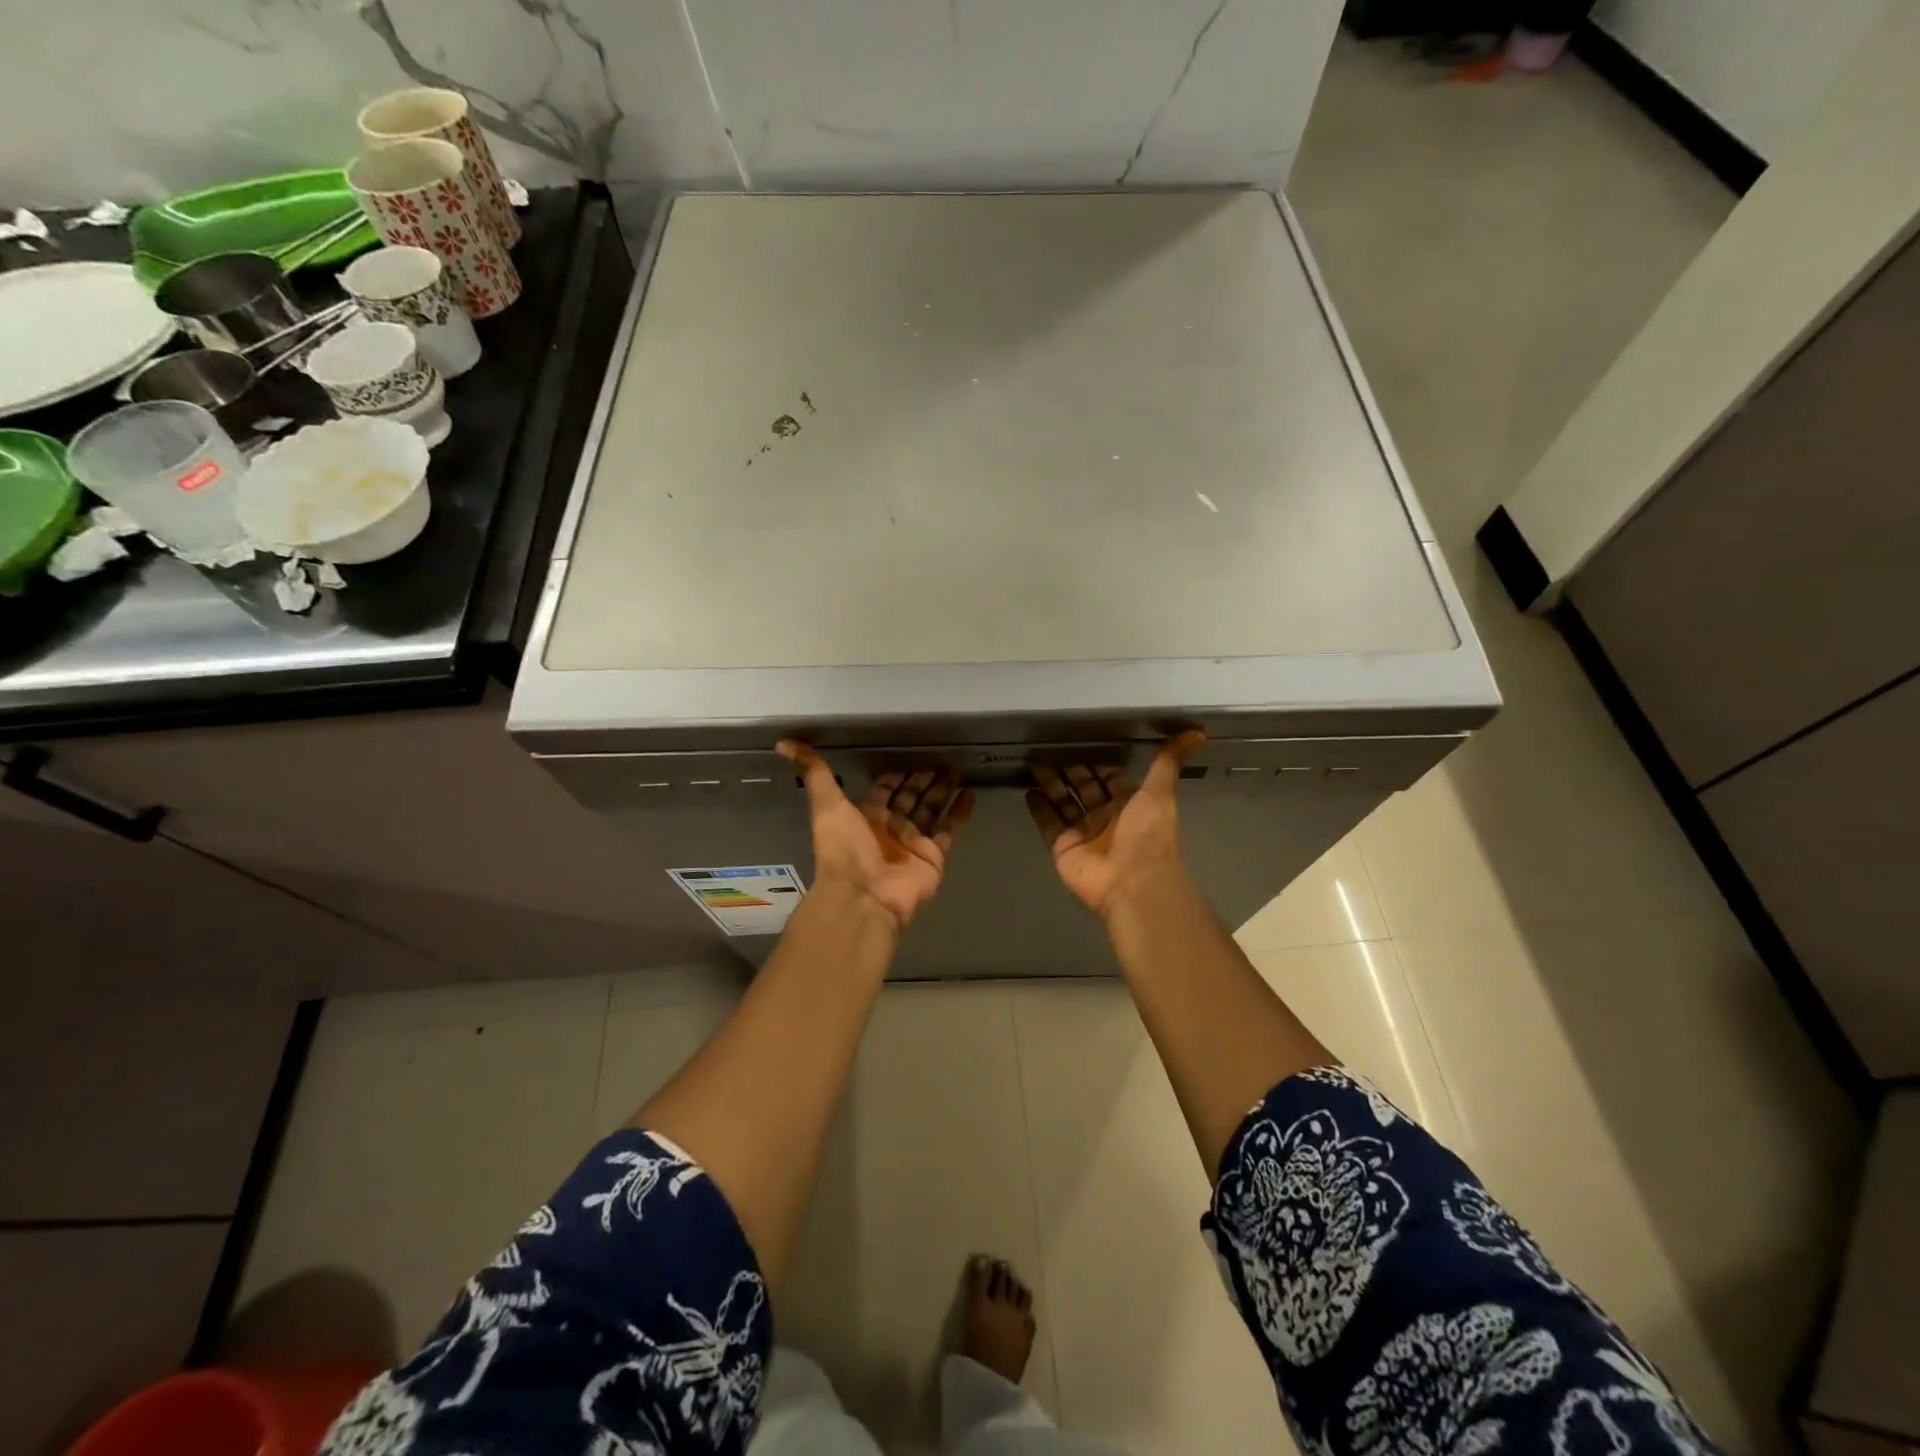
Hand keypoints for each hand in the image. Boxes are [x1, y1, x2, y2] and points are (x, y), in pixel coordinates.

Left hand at [778, 741, 975, 933]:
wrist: (864, 896)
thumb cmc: (844, 849)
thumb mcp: (826, 805)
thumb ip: (814, 773)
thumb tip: (784, 743)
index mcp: (865, 815)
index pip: (884, 788)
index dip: (896, 773)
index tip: (910, 754)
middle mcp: (890, 826)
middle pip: (910, 796)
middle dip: (924, 778)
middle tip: (941, 758)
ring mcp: (913, 842)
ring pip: (931, 809)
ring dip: (943, 790)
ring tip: (958, 769)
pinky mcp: (933, 855)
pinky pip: (949, 829)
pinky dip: (959, 812)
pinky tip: (970, 793)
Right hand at [1026, 732, 1204, 917]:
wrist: (1132, 882)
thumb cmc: (1147, 835)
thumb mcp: (1160, 793)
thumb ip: (1168, 762)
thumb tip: (1197, 733)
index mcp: (1129, 803)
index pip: (1109, 776)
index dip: (1097, 760)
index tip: (1080, 739)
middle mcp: (1105, 816)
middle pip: (1083, 786)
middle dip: (1069, 768)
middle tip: (1049, 745)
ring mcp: (1082, 832)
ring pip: (1063, 801)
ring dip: (1050, 783)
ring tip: (1033, 761)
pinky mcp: (1062, 847)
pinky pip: (1048, 824)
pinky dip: (1039, 808)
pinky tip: (1028, 790)